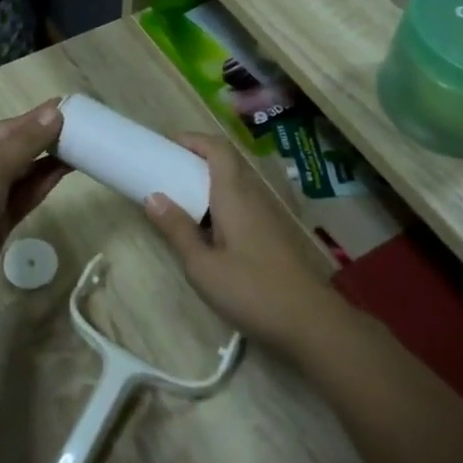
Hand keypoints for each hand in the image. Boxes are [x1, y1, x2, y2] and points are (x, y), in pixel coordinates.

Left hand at [0, 101, 68, 309]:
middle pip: (14, 149)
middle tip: (83, 129)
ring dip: (48, 162)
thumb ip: (26, 142)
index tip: (68, 108)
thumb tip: (55, 111)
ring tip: (82, 148)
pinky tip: (65, 171)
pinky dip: (42, 184)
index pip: (4, 129)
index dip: (36, 119)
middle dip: (45, 140)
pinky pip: (23, 197)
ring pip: (21, 174)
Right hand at [142, 132, 346, 359]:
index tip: (167, 146)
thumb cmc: (251, 291)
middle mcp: (253, 198)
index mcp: (235, 196)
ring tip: (180, 200)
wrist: (309, 323)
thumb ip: (177, 230)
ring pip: (235, 186)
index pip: (218, 149)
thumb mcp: (202, 266)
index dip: (194, 140)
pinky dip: (220, 205)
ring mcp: (267, 217)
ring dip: (208, 184)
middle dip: (196, 161)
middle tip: (166, 173)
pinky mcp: (273, 236)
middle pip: (227, 164)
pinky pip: (242, 206)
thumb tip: (153, 197)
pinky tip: (207, 231)